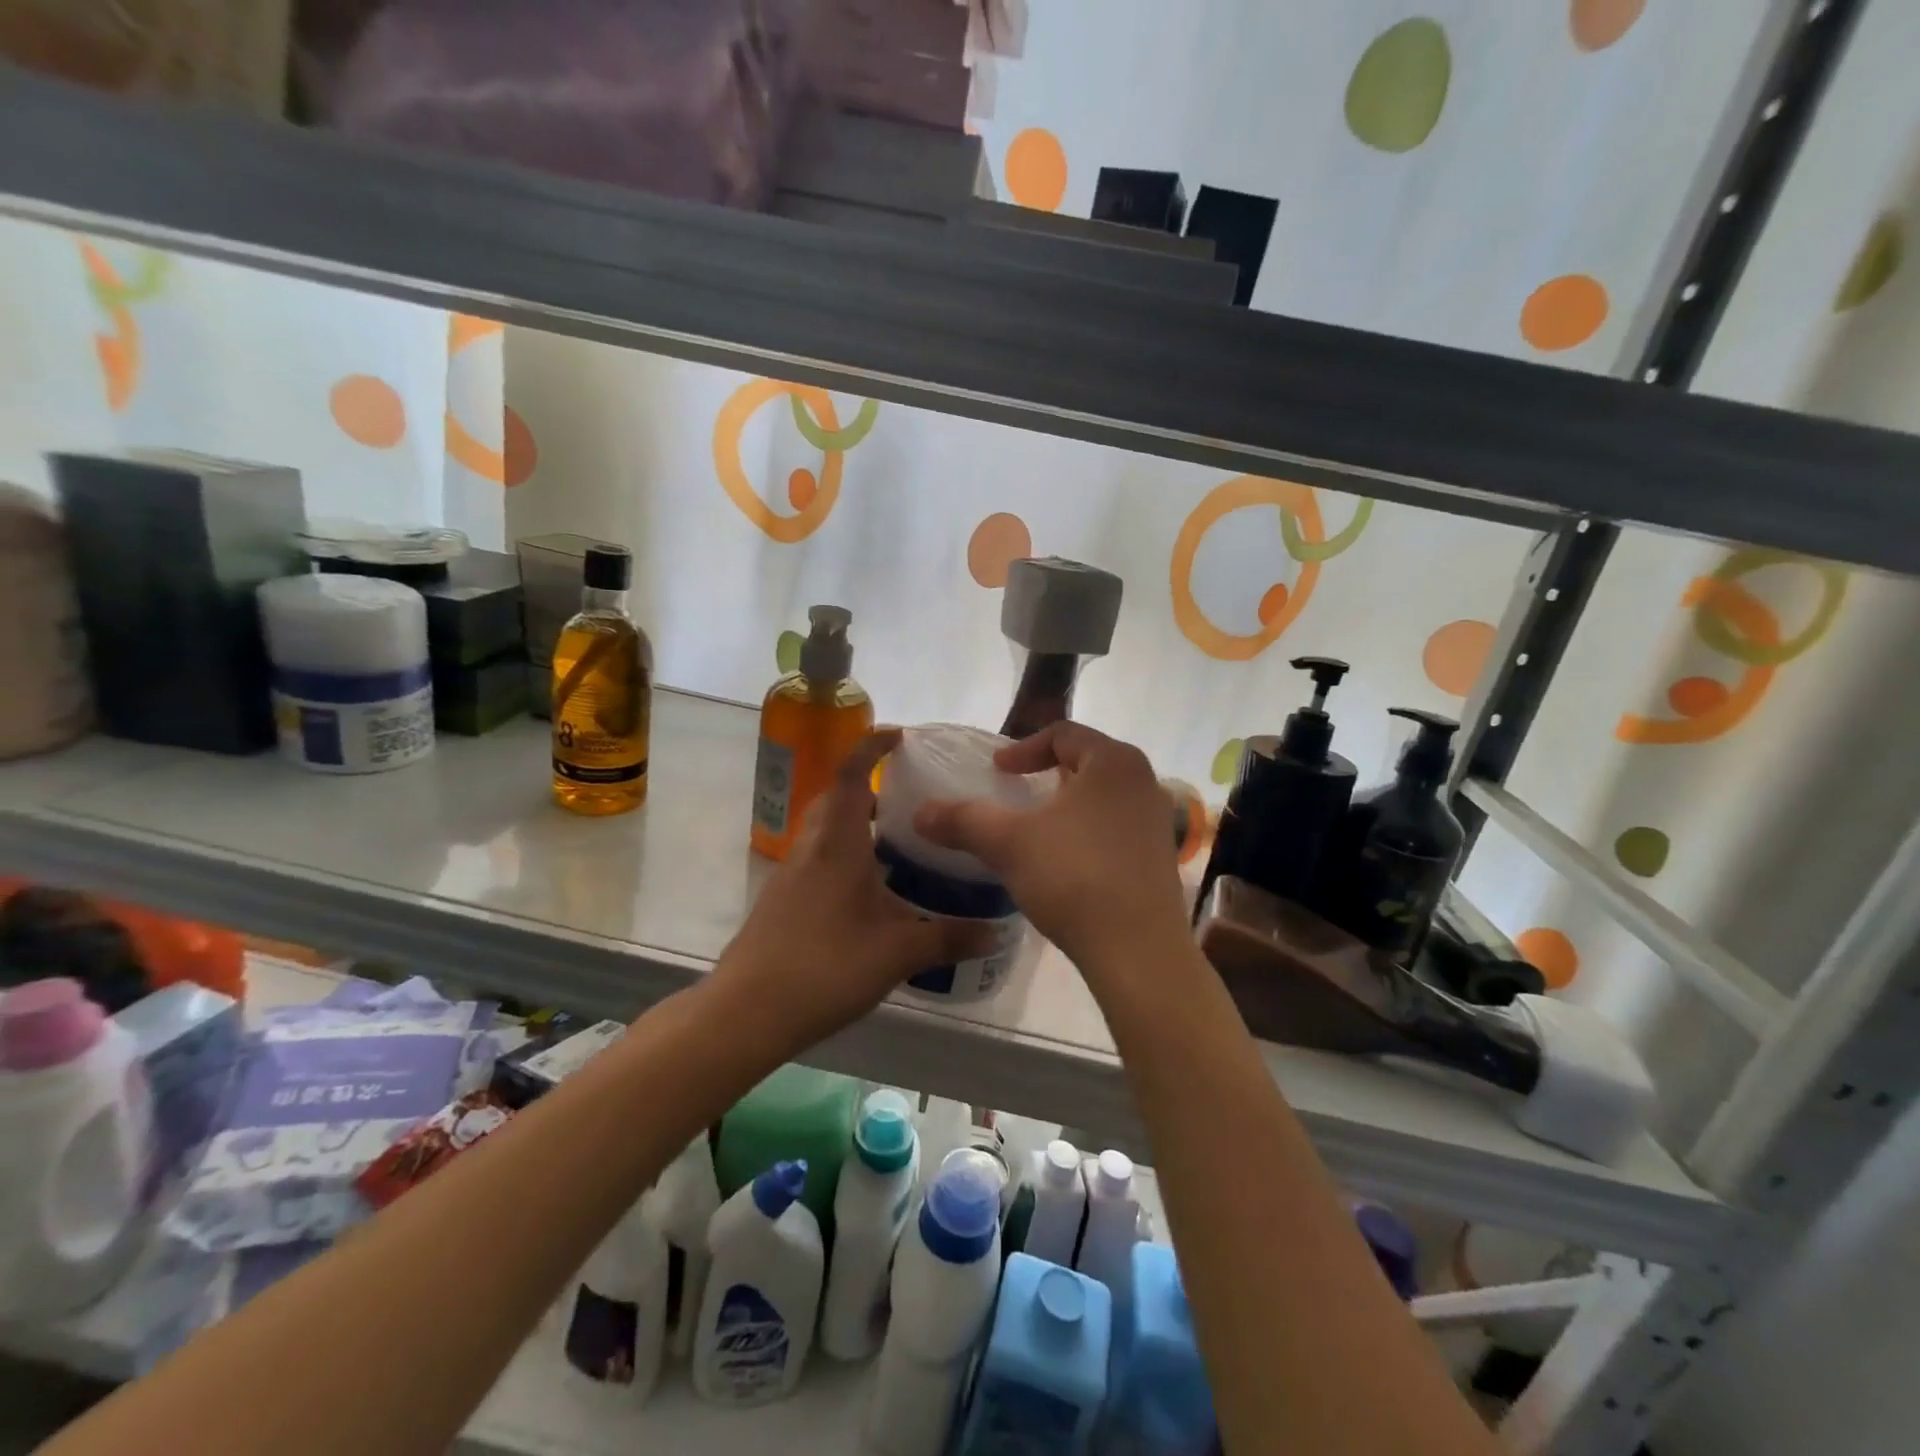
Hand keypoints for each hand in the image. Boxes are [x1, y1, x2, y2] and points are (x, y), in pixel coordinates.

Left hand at [714, 729, 995, 1053]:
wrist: (748, 1011)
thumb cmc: (826, 965)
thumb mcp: (898, 952)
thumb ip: (949, 938)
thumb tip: (996, 934)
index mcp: (838, 844)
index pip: (852, 776)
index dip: (872, 747)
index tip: (899, 737)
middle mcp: (811, 849)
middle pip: (836, 799)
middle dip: (868, 788)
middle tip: (907, 801)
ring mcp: (791, 875)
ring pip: (825, 831)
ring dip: (856, 825)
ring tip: (896, 846)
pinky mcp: (781, 900)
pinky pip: (817, 859)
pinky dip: (844, 856)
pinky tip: (869, 893)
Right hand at [913, 721, 1189, 975]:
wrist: (1137, 950)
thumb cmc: (1074, 877)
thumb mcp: (1008, 843)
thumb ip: (963, 820)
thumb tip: (920, 813)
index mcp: (1114, 761)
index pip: (1063, 734)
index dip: (1023, 749)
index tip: (997, 771)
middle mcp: (1143, 781)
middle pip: (1087, 762)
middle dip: (1047, 774)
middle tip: (1016, 793)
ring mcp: (1157, 821)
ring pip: (1103, 797)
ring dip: (1068, 806)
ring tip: (1038, 830)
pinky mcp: (1161, 857)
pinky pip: (1117, 828)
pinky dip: (1087, 833)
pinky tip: (1066, 863)